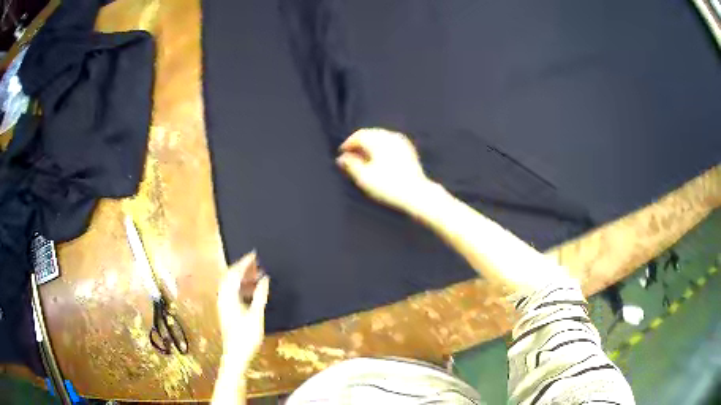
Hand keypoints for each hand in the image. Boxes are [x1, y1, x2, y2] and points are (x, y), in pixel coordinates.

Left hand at [217, 251, 269, 366]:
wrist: (235, 355)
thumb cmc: (246, 336)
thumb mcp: (256, 315)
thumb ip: (260, 295)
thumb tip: (265, 278)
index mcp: (228, 296)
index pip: (235, 273)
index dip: (244, 262)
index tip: (254, 254)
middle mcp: (223, 297)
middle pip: (230, 277)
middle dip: (242, 268)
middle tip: (256, 263)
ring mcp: (223, 304)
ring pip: (231, 285)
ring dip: (243, 278)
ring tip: (258, 276)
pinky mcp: (226, 311)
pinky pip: (232, 292)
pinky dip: (242, 288)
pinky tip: (253, 292)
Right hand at [336, 128, 436, 212]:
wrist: (416, 193)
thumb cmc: (387, 186)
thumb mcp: (364, 178)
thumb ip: (351, 165)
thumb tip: (342, 158)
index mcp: (378, 140)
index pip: (359, 135)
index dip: (348, 143)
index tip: (341, 153)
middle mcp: (390, 136)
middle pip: (371, 134)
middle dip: (359, 143)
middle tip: (351, 155)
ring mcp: (401, 142)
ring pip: (381, 137)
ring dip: (371, 144)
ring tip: (364, 157)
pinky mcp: (409, 149)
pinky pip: (391, 142)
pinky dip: (382, 147)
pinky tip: (379, 158)